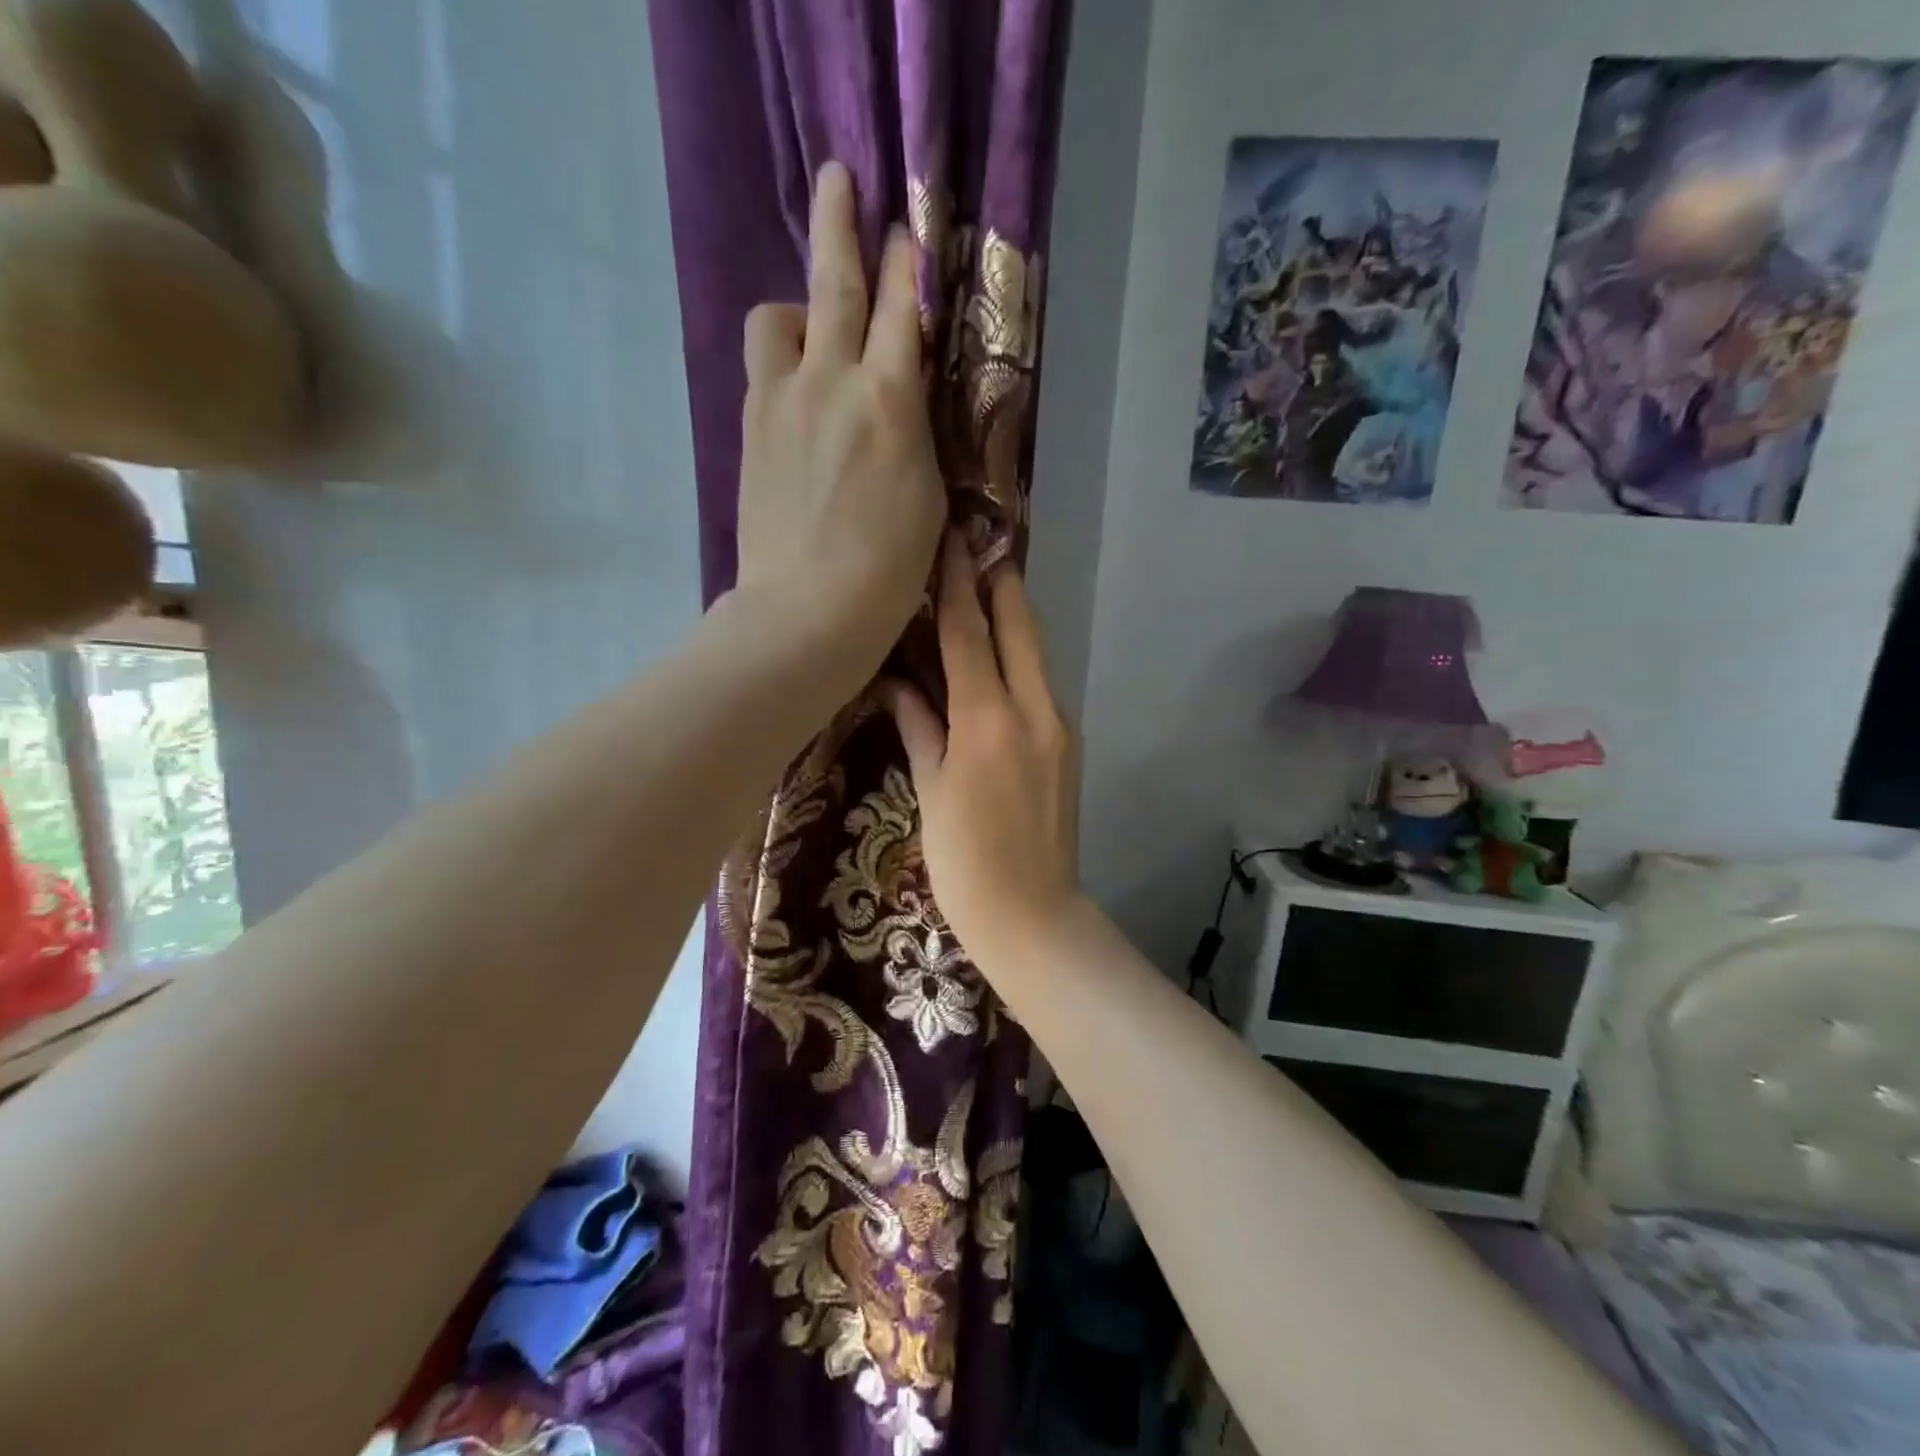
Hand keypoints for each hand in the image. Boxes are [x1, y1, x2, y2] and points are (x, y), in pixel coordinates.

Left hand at [732, 161, 945, 697]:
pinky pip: (762, 366)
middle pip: (834, 281)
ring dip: (797, 305)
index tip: (907, 228)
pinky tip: (794, 384)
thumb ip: (916, 431)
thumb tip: (903, 395)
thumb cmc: (888, 570)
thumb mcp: (927, 496)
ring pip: (779, 316)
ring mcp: (782, 400)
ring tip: (808, 323)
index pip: (904, 309)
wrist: (806, 611)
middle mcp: (832, 380)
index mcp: (890, 400)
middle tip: (841, 179)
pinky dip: (780, 358)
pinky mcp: (750, 428)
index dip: (908, 262)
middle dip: (842, 223)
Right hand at [886, 535, 1081, 973]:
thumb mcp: (930, 792)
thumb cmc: (964, 863)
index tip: (951, 538)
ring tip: (984, 590)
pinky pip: (1041, 685)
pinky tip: (997, 659)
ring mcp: (1059, 727)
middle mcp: (1034, 710)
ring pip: (1036, 653)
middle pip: (1020, 626)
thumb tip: (899, 684)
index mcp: (989, 719)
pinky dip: (1019, 660)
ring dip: (1013, 618)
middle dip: (1001, 582)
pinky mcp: (1069, 747)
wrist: (1033, 918)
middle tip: (978, 546)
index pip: (970, 633)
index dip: (957, 583)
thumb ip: (920, 727)